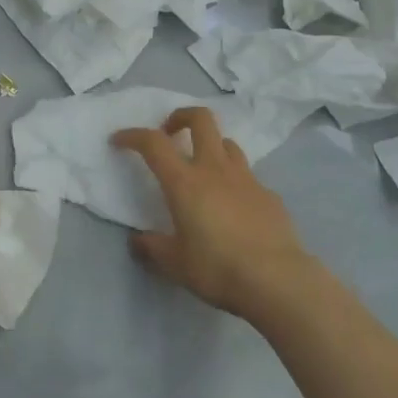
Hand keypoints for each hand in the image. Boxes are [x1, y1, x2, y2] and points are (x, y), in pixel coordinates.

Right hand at [112, 108, 312, 321]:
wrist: (278, 280)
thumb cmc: (218, 269)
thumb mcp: (176, 264)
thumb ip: (153, 248)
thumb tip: (138, 241)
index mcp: (185, 182)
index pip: (153, 143)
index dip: (132, 135)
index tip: (119, 141)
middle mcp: (215, 169)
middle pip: (201, 119)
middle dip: (181, 116)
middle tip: (169, 133)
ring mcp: (246, 178)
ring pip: (227, 142)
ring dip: (210, 146)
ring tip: (202, 168)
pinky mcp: (269, 194)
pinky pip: (247, 176)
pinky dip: (234, 181)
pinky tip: (233, 207)